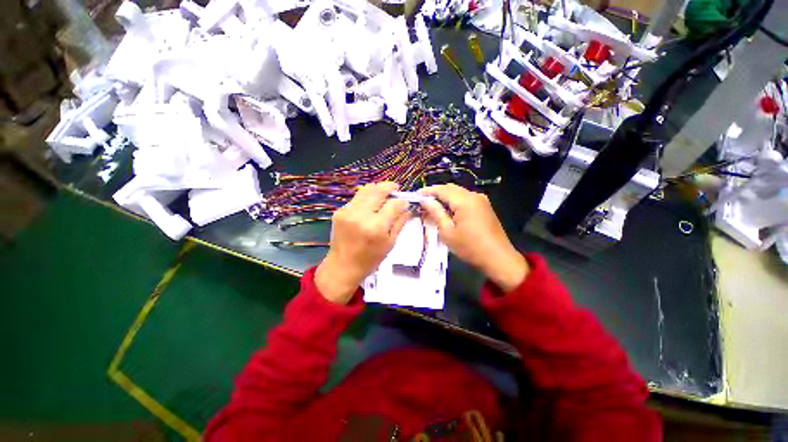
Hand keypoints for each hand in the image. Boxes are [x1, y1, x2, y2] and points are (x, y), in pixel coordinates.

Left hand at [315, 182, 410, 303]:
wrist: (342, 266)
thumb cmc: (370, 259)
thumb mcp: (390, 243)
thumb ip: (400, 223)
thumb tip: (408, 208)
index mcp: (376, 227)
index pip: (394, 204)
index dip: (402, 201)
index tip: (406, 202)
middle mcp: (361, 215)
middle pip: (378, 190)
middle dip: (390, 187)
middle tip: (396, 189)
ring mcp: (348, 211)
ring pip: (366, 190)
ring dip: (378, 189)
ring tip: (384, 194)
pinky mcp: (339, 211)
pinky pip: (357, 198)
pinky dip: (367, 198)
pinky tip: (370, 206)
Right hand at [420, 184, 528, 291]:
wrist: (498, 258)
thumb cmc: (470, 247)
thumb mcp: (448, 232)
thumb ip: (436, 212)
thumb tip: (425, 200)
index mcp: (464, 201)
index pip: (442, 189)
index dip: (428, 191)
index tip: (416, 195)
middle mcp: (474, 195)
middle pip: (451, 188)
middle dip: (436, 193)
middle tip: (423, 201)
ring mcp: (481, 200)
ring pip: (458, 192)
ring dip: (445, 197)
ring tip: (433, 206)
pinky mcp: (485, 206)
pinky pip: (466, 198)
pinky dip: (455, 201)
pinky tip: (448, 210)